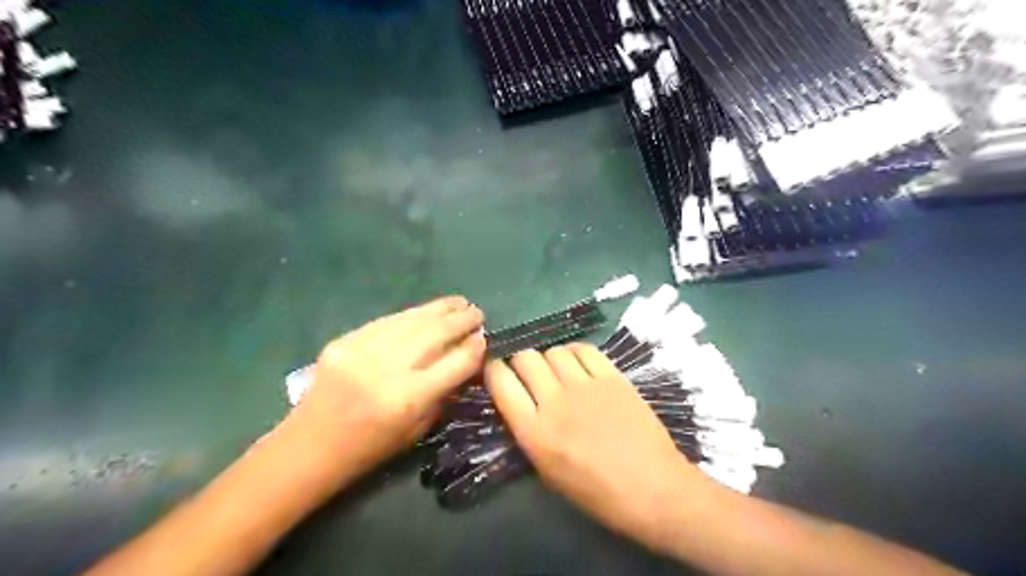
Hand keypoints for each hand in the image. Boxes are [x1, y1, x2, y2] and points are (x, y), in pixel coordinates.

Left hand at [282, 297, 485, 489]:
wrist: (309, 447)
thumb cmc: (369, 450)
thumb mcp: (417, 430)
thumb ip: (444, 392)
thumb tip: (466, 361)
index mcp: (408, 399)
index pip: (455, 362)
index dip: (475, 348)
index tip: (485, 338)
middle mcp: (387, 369)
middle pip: (435, 333)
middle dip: (462, 319)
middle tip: (477, 313)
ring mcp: (362, 350)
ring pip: (412, 320)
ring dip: (440, 309)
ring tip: (459, 302)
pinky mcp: (344, 340)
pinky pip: (387, 321)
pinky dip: (411, 315)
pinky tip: (426, 311)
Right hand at [486, 344, 710, 547]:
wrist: (653, 489)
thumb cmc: (597, 493)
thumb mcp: (548, 472)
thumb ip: (529, 432)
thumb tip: (520, 401)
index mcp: (534, 432)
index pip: (501, 382)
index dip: (493, 369)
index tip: (496, 369)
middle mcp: (555, 401)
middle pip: (525, 358)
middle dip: (519, 360)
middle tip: (527, 371)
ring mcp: (585, 385)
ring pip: (553, 350)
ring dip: (548, 357)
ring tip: (556, 369)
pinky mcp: (612, 377)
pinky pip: (584, 349)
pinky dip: (574, 352)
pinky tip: (577, 362)